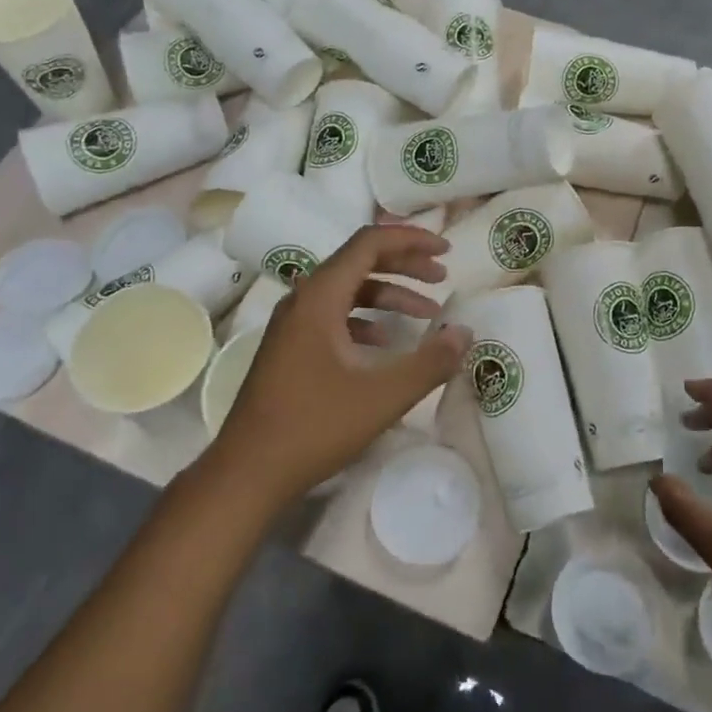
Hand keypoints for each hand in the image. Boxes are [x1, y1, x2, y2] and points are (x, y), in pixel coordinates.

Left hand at [207, 225, 471, 506]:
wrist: (247, 472)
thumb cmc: (314, 427)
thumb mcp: (382, 396)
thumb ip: (430, 362)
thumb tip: (465, 332)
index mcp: (320, 296)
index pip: (369, 243)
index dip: (411, 240)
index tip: (447, 252)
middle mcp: (303, 299)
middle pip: (359, 261)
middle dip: (405, 264)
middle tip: (442, 277)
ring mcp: (293, 324)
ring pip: (347, 290)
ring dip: (388, 293)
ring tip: (427, 313)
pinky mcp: (290, 347)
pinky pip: (334, 315)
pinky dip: (366, 318)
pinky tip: (386, 342)